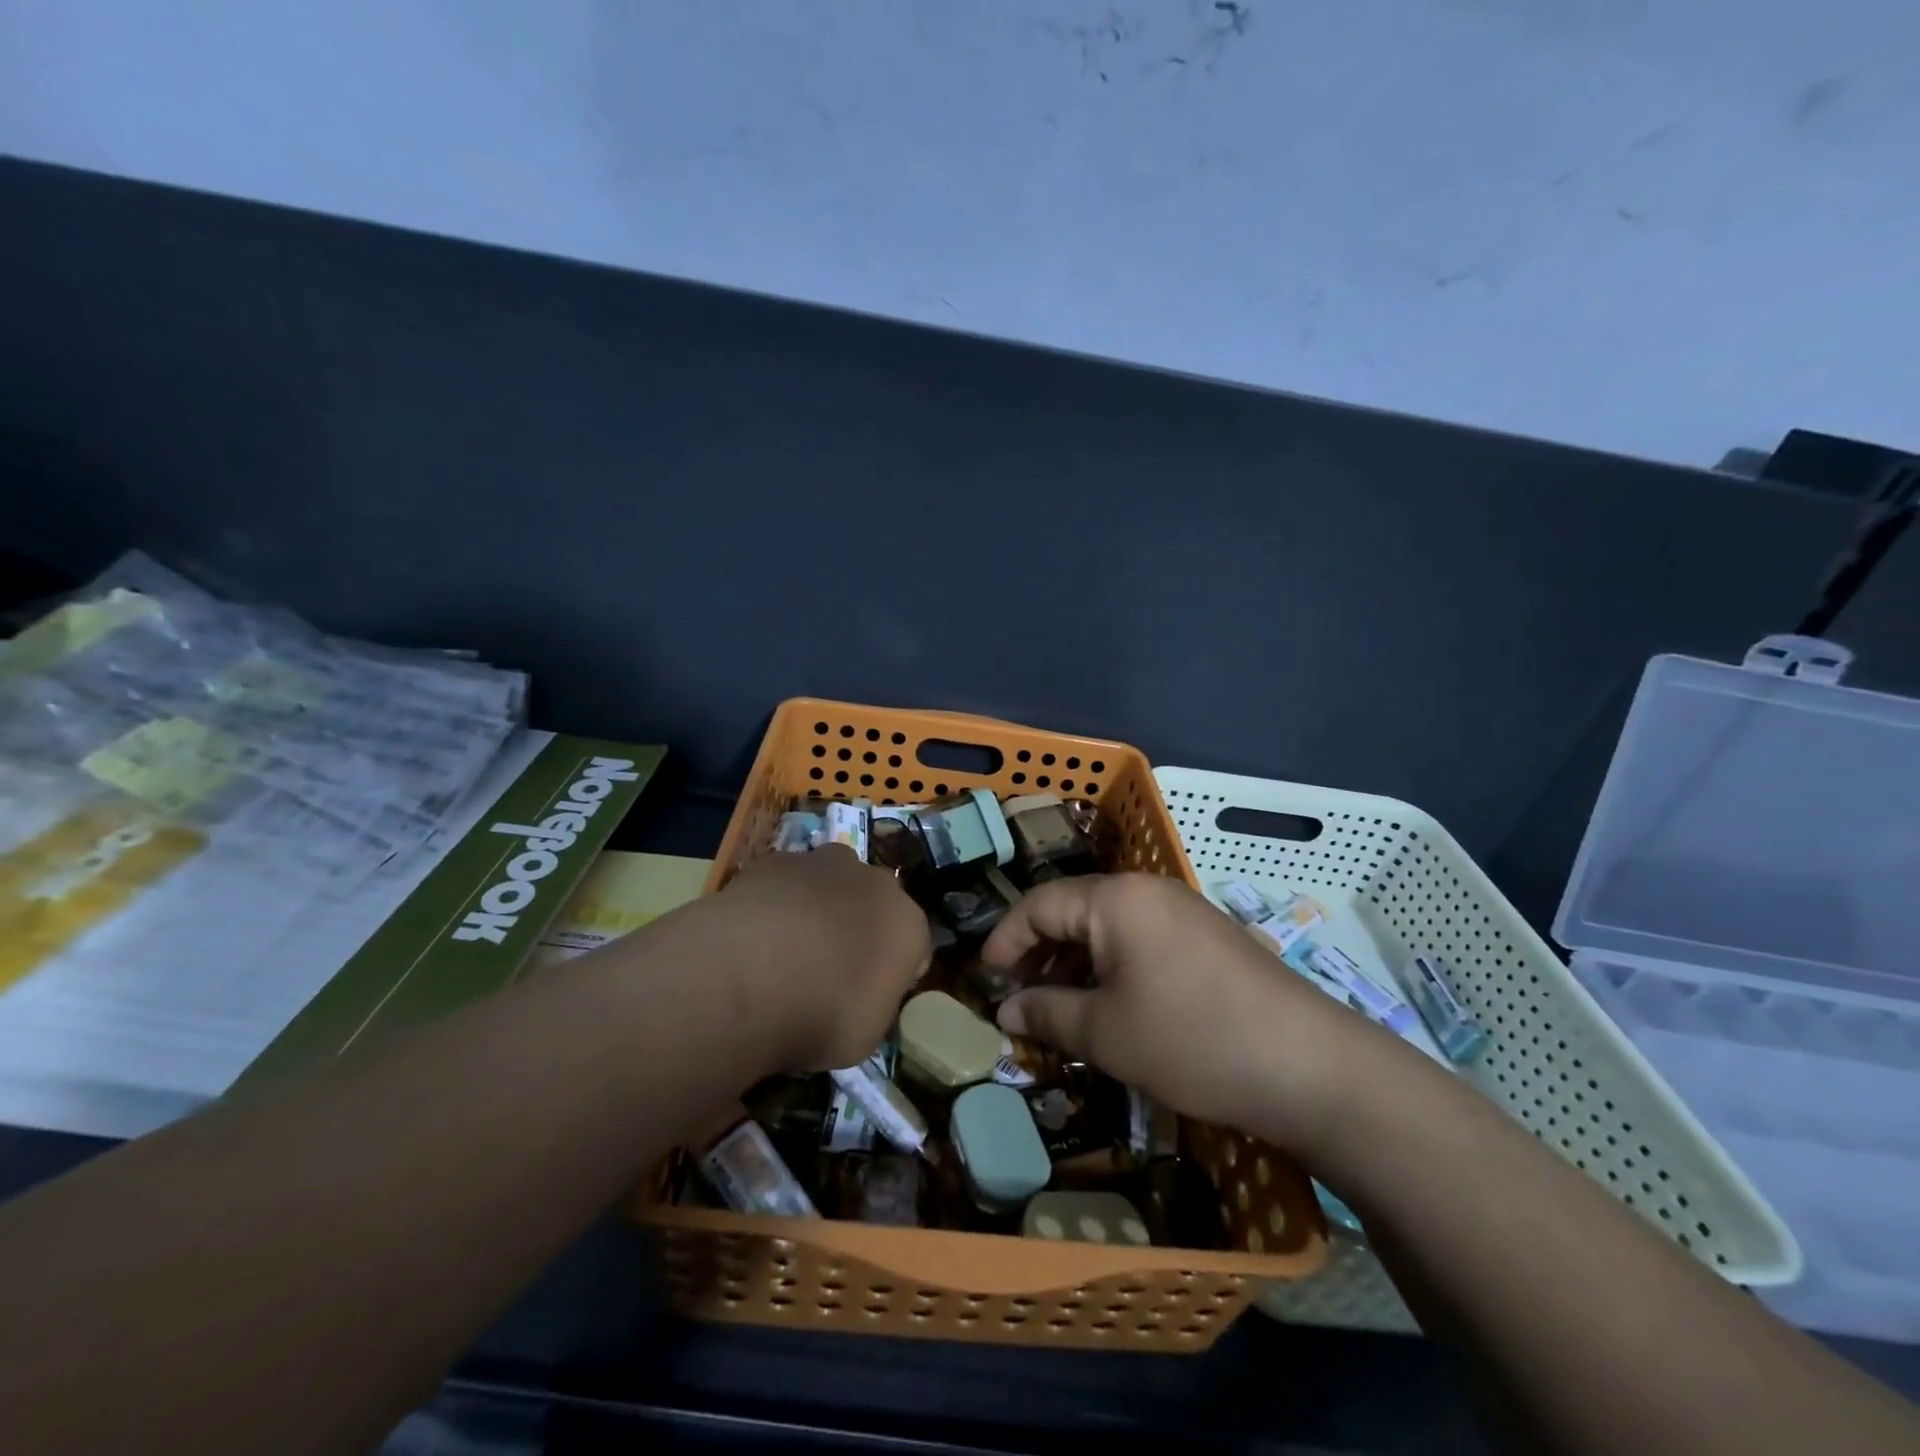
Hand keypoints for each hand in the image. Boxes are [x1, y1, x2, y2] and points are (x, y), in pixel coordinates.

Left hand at [690, 846, 930, 1072]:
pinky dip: (777, 899)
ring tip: (788, 946)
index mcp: (909, 926)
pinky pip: (786, 880)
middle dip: (861, 925)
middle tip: (831, 966)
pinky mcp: (776, 860)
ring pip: (832, 880)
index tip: (871, 995)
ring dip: (820, 904)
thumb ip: (874, 1005)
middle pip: (876, 901)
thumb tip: (864, 998)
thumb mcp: (864, 1037)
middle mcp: (876, 884)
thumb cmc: (821, 1016)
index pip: (914, 946)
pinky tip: (754, 932)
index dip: (894, 971)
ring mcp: (825, 864)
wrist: (748, 977)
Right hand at [980, 873, 1399, 1151]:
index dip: (1005, 940)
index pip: (1039, 904)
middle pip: (1074, 911)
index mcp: (1116, 898)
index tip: (982, 978)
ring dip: (1075, 965)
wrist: (1312, 1068)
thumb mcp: (1105, 1033)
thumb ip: (1046, 1013)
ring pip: (1108, 929)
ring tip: (1057, 1010)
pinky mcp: (1208, 940)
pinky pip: (1141, 943)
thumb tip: (1004, 1009)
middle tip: (1016, 999)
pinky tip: (1110, 1009)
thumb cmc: (1191, 1040)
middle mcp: (1148, 891)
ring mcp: (1183, 912)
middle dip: (1039, 954)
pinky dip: (1112, 970)